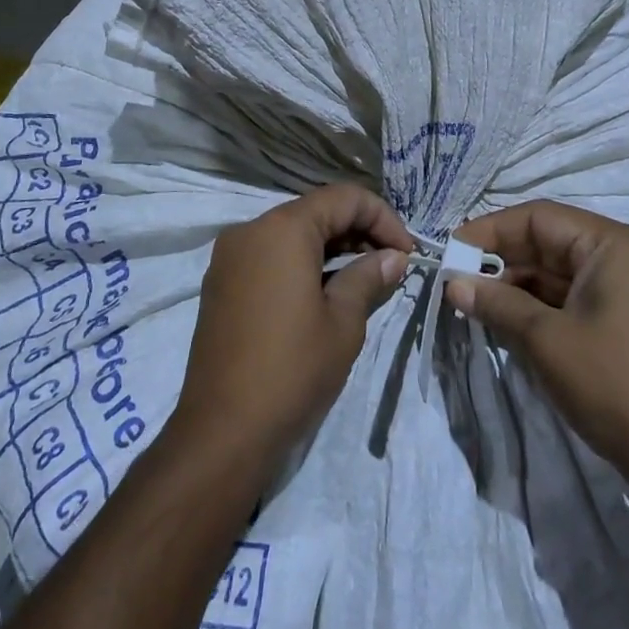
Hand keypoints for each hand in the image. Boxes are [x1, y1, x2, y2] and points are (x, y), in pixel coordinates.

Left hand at [177, 184, 414, 465]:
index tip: (408, 253)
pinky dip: (301, 262)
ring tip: (364, 279)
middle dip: (358, 231)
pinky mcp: (221, 283)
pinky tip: (325, 291)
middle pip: (315, 211)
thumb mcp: (343, 322)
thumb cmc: (292, 370)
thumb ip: (369, 277)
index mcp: (282, 229)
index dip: (383, 218)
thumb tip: (393, 258)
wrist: (222, 430)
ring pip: (291, 233)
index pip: (343, 198)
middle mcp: (250, 230)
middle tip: (391, 265)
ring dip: (331, 247)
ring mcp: (229, 257)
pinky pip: (269, 255)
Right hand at [449, 200, 628, 492]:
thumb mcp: (545, 340)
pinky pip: (578, 295)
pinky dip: (543, 303)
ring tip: (475, 300)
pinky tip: (509, 317)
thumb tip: (453, 284)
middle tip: (458, 278)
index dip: (491, 230)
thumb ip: (496, 303)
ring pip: (562, 271)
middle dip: (503, 258)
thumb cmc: (612, 384)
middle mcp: (628, 255)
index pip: (540, 218)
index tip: (452, 249)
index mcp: (614, 245)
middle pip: (552, 241)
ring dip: (519, 283)